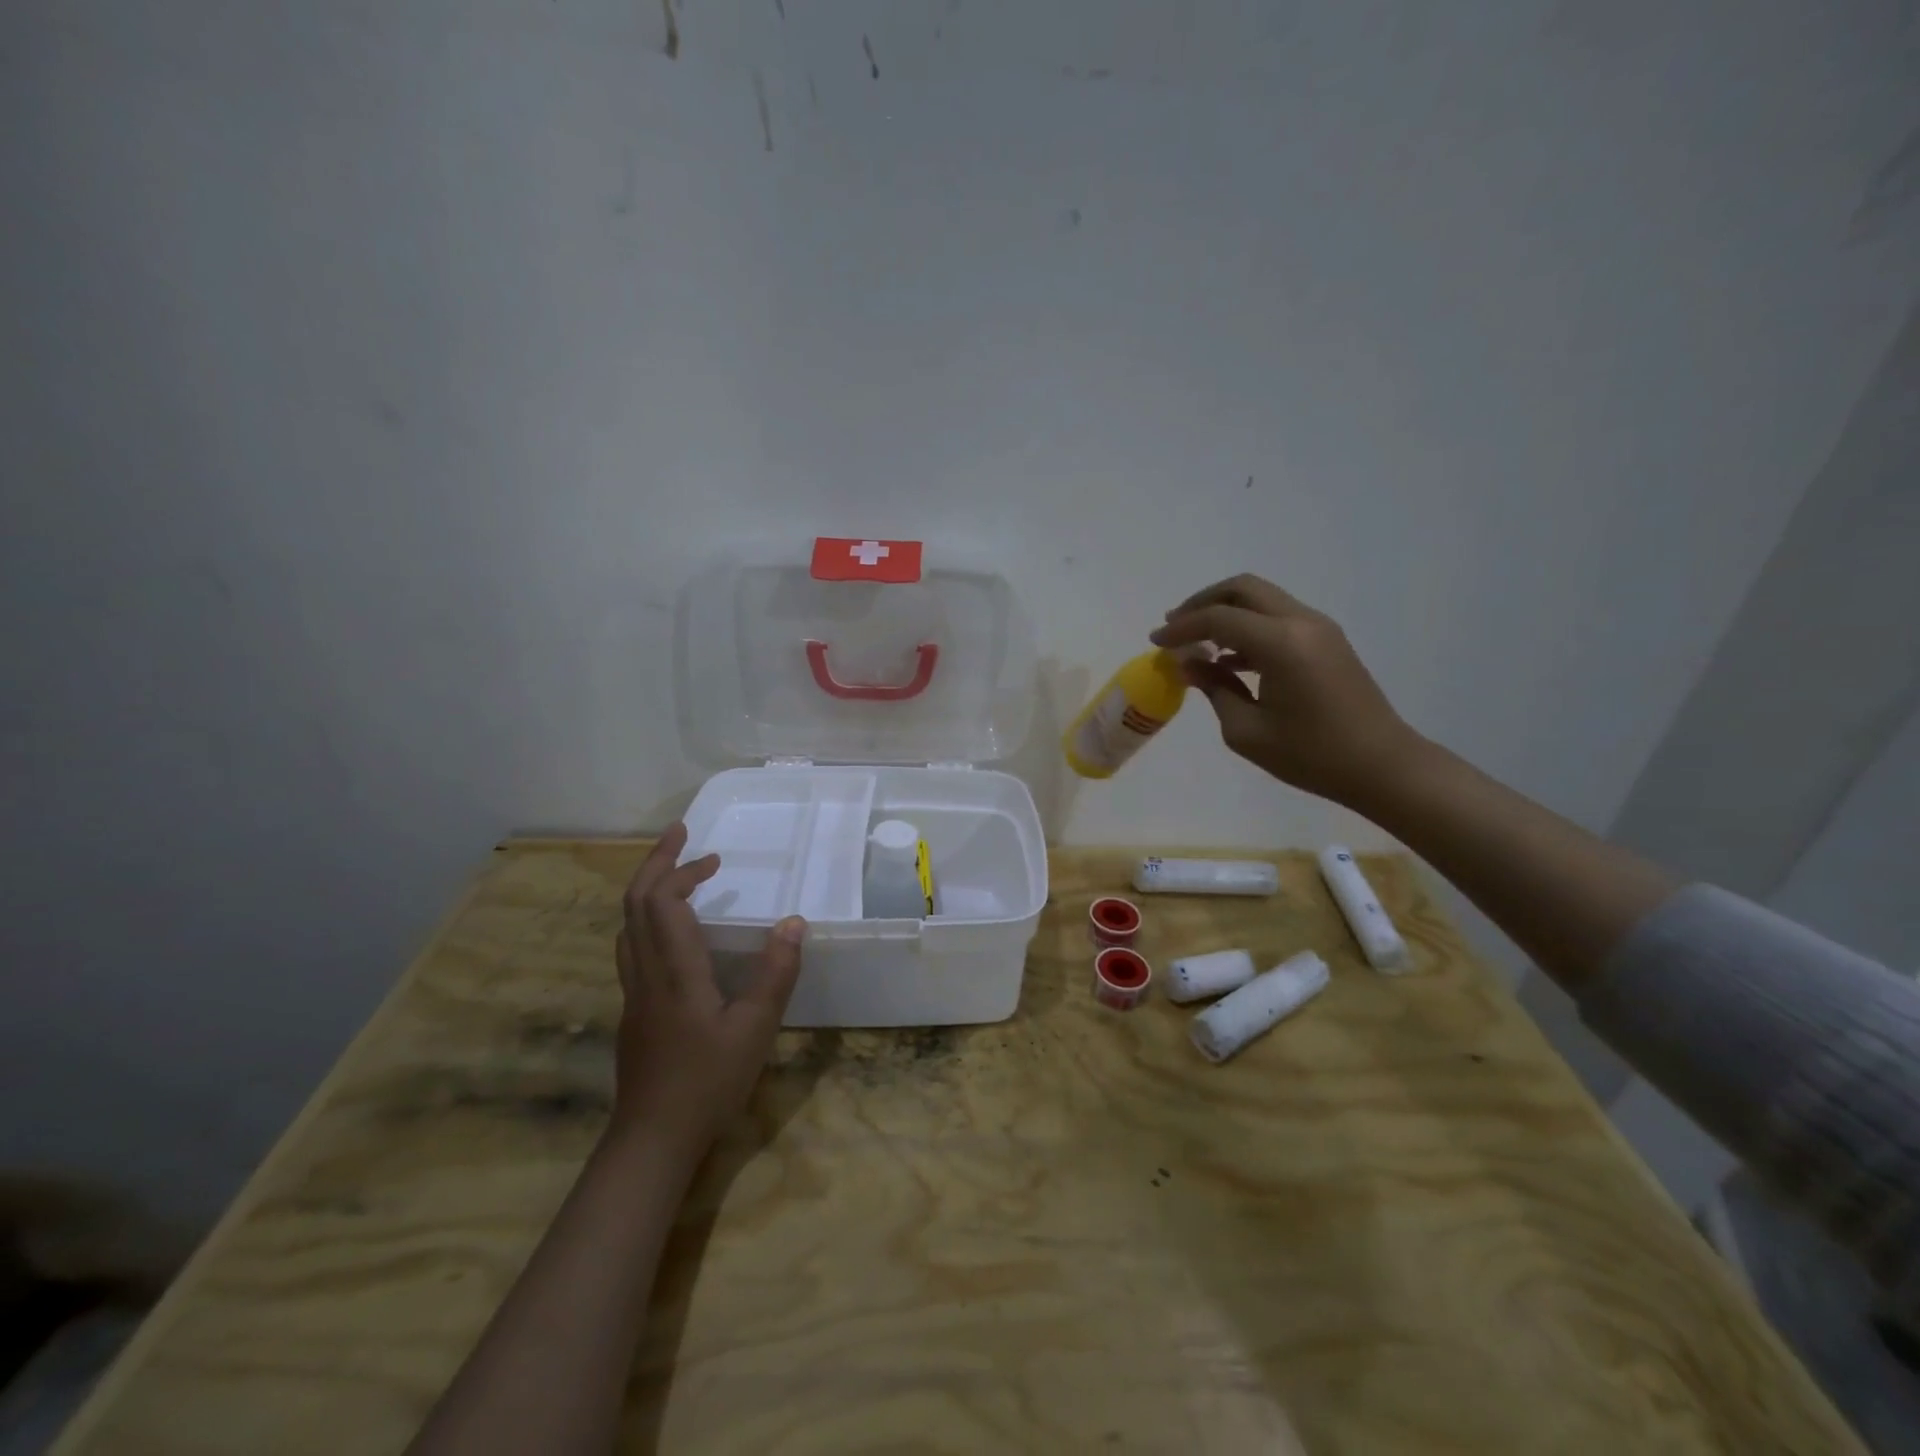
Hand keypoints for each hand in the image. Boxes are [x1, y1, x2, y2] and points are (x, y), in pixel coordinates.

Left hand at [610, 824, 805, 1164]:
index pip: (662, 902)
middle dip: (655, 864)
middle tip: (680, 836)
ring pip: (627, 927)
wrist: (652, 1140)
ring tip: (676, 875)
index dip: (682, 870)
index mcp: (674, 971)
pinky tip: (673, 934)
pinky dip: (648, 920)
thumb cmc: (708, 1082)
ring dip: (647, 890)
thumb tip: (792, 922)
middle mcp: (645, 974)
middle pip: (634, 904)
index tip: (713, 856)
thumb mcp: (755, 1028)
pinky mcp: (633, 1012)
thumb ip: (775, 973)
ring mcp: (633, 994)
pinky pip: (632, 948)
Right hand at [1151, 574, 1421, 807]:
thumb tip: (1188, 664)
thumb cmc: (1310, 755)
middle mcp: (1301, 622)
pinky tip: (1229, 658)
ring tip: (1197, 642)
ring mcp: (1319, 628)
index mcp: (1281, 644)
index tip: (1156, 642)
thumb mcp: (1246, 731)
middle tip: (1175, 626)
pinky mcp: (1327, 640)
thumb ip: (1214, 689)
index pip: (1218, 619)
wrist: (1381, 766)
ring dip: (1226, 612)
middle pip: (1242, 589)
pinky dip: (1248, 626)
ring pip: (1262, 599)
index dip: (1182, 627)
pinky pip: (1278, 617)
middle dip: (1203, 603)